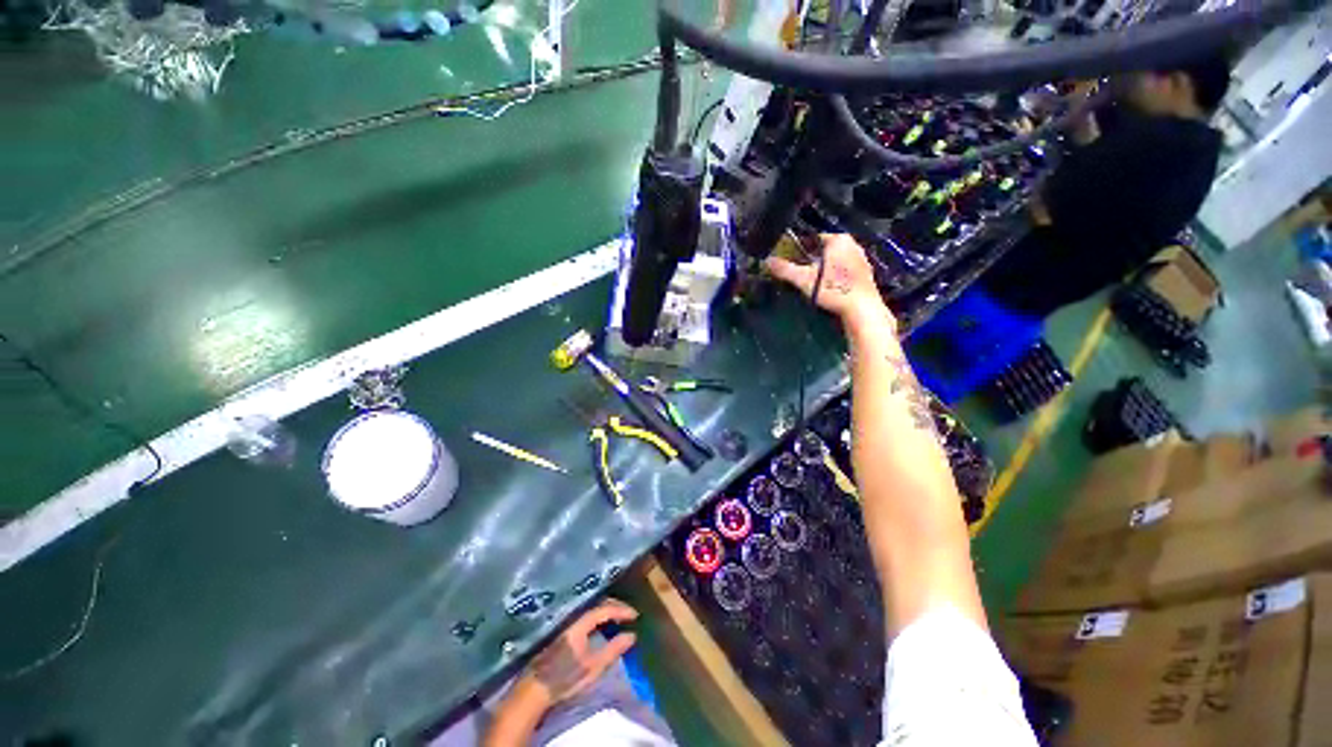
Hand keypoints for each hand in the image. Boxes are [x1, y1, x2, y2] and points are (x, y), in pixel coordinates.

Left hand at [515, 599, 638, 709]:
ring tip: (619, 620)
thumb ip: (613, 649)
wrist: (537, 687)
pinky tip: (604, 626)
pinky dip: (599, 617)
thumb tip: (632, 635)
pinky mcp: (566, 631)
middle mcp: (574, 617)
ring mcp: (569, 623)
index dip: (622, 610)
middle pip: (598, 604)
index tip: (636, 615)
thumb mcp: (593, 667)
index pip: (605, 608)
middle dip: (616, 607)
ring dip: (608, 611)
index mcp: (581, 623)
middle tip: (630, 615)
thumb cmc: (566, 677)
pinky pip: (587, 616)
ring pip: (592, 609)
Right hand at [764, 234, 892, 329]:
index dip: (798, 248)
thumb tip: (767, 261)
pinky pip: (842, 270)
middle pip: (823, 249)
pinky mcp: (864, 274)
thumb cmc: (832, 289)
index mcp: (838, 239)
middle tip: (797, 272)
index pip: (812, 238)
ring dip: (821, 269)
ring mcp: (861, 259)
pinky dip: (832, 276)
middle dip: (810, 259)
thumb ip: (784, 269)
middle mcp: (852, 244)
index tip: (788, 260)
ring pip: (834, 260)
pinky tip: (826, 289)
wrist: (861, 309)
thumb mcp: (803, 279)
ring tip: (809, 282)